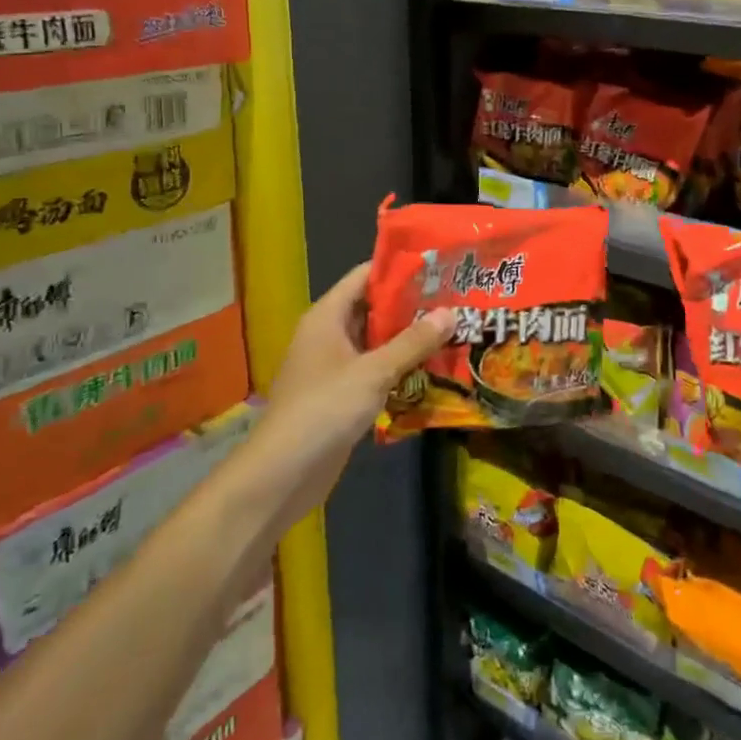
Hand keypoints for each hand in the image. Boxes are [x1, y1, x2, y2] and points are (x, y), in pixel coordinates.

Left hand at [256, 263, 454, 517]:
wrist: (283, 474)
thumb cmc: (324, 409)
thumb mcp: (373, 372)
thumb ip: (413, 342)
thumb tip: (451, 312)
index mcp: (327, 316)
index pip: (365, 276)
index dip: (400, 269)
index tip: (439, 266)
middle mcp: (329, 335)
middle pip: (374, 308)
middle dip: (413, 305)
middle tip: (457, 299)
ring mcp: (335, 366)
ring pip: (378, 342)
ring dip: (410, 339)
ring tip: (455, 329)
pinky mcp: (343, 395)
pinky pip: (377, 370)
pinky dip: (401, 367)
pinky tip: (435, 369)